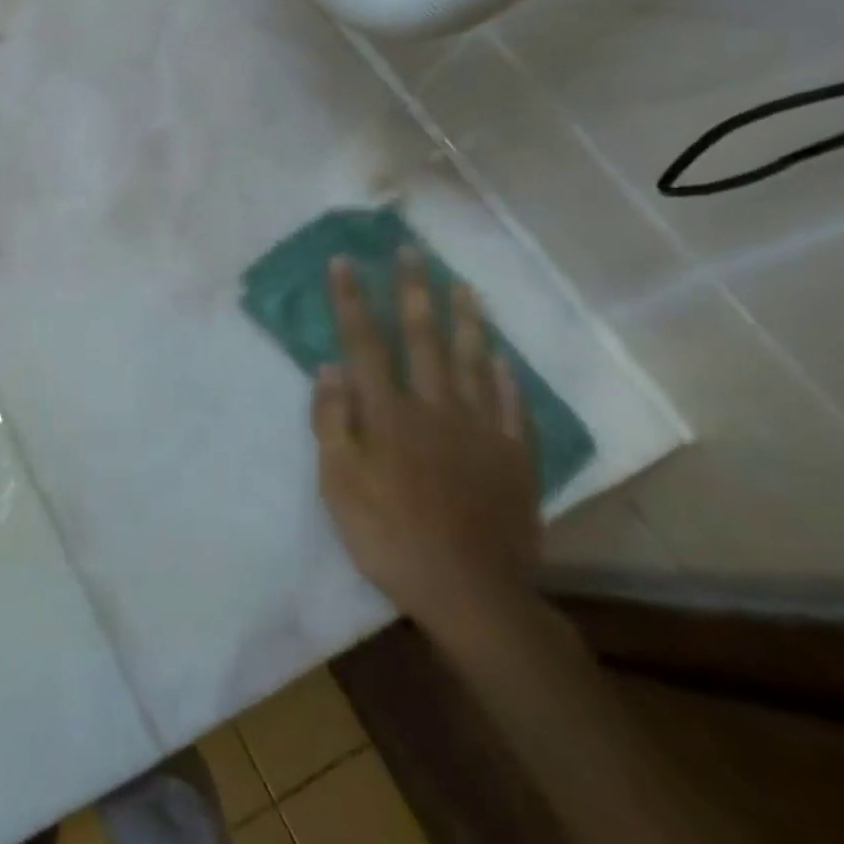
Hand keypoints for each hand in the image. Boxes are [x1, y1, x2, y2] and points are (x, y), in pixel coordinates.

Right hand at [313, 252, 539, 642]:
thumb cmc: (387, 535)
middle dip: (413, 291)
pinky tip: (502, 359)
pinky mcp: (514, 458)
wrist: (470, 592)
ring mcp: (481, 430)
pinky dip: (506, 379)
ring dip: (466, 319)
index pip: (365, 343)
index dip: (353, 301)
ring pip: (473, 362)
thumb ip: (332, 421)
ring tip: (463, 285)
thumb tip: (329, 368)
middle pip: (423, 339)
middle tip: (412, 251)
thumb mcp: (337, 482)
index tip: (346, 262)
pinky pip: (513, 407)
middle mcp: (435, 408)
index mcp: (388, 413)